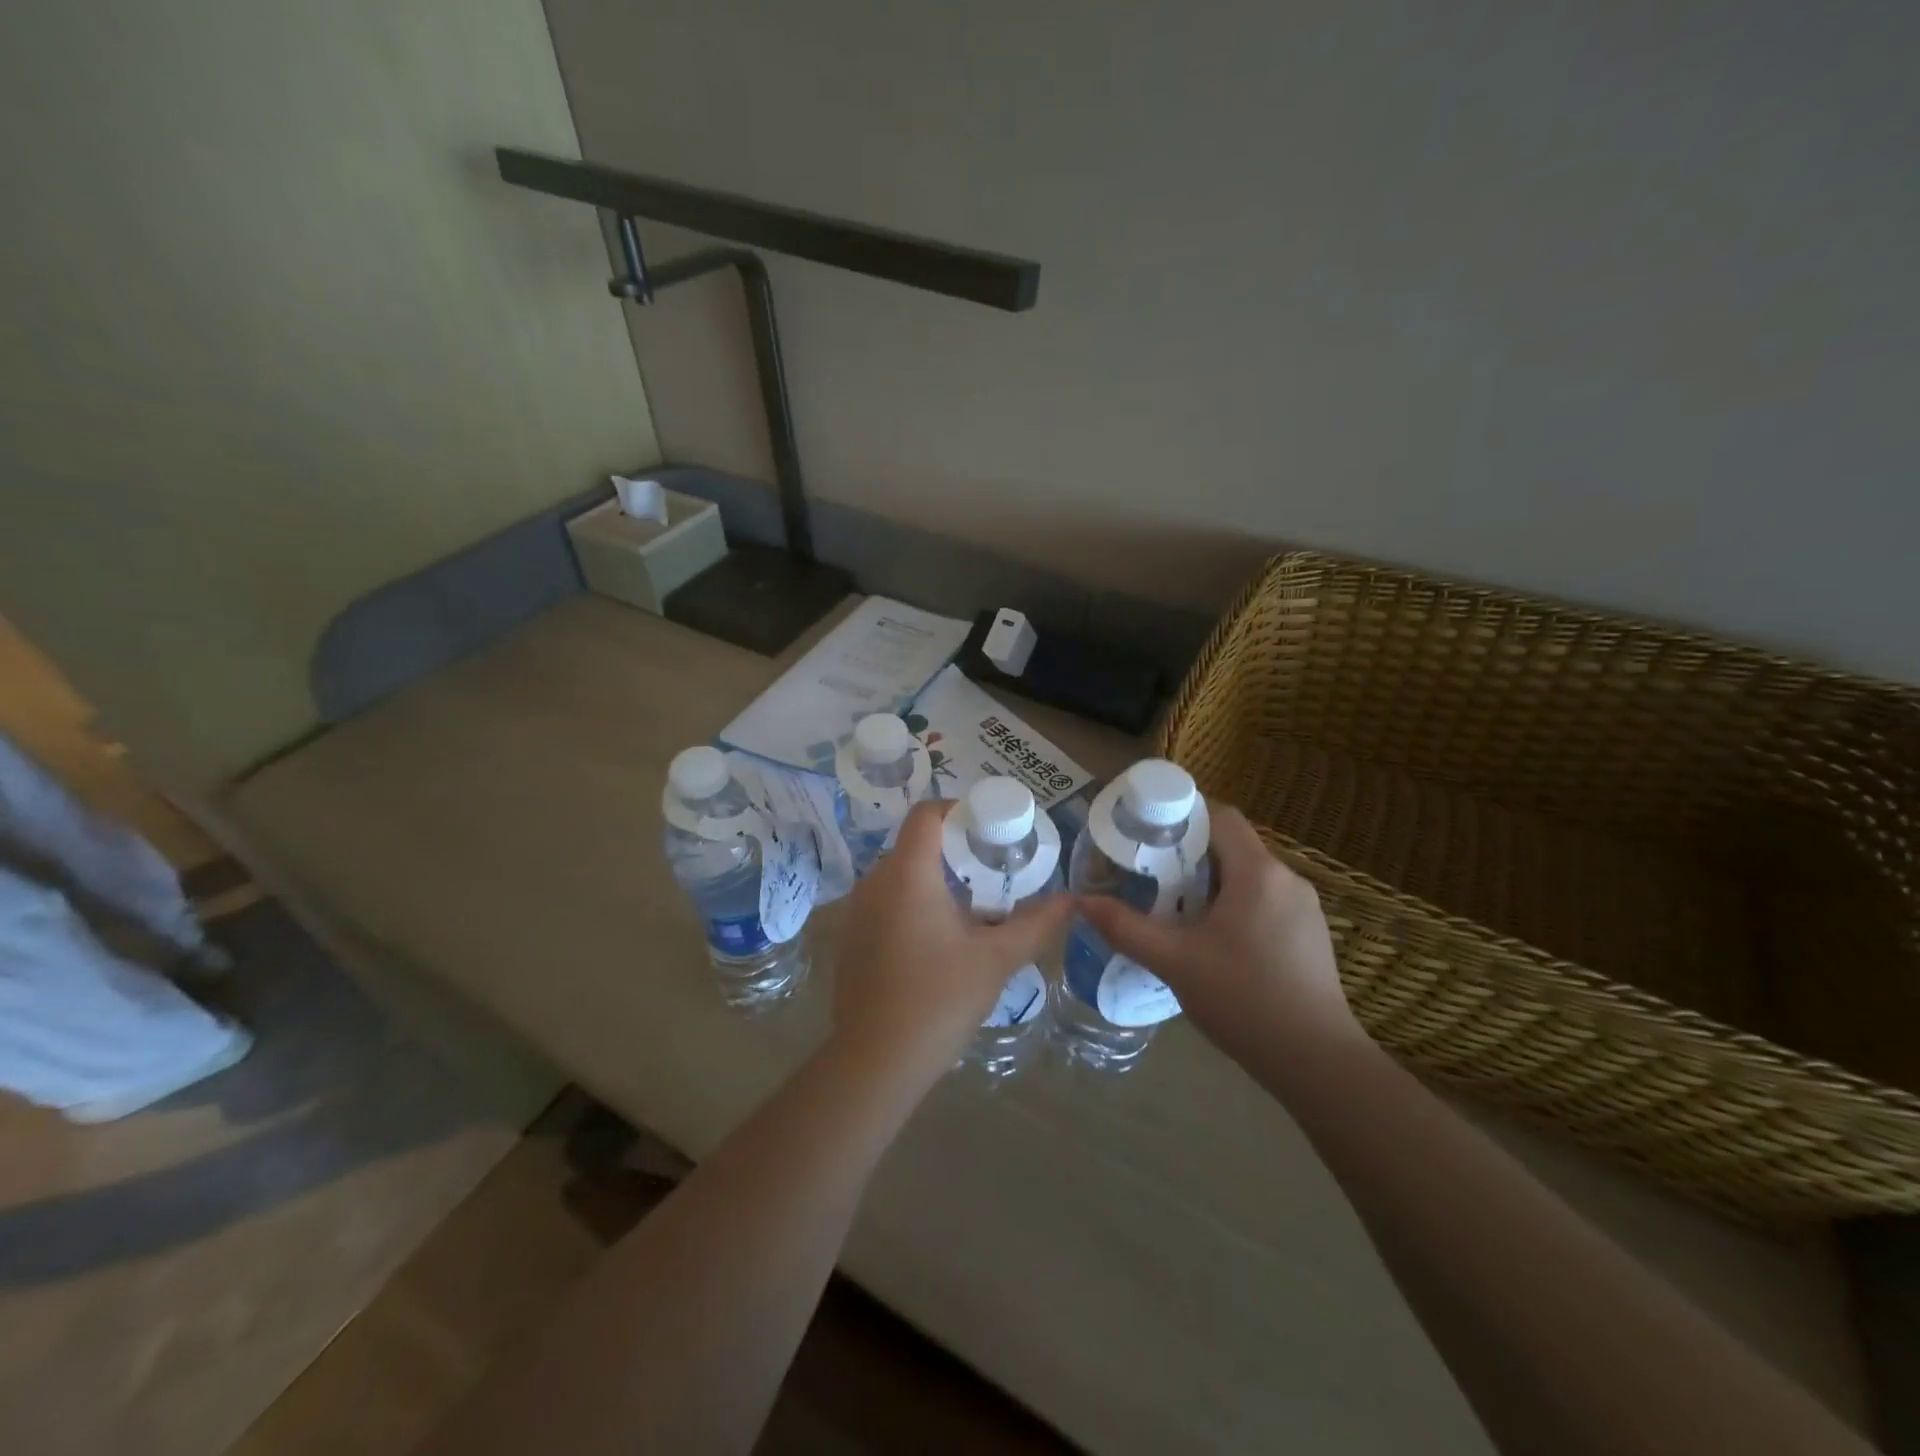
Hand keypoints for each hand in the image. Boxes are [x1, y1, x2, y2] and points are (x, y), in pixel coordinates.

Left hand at [830, 800, 1073, 1088]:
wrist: (876, 1061)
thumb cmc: (940, 1000)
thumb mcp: (996, 959)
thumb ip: (1036, 924)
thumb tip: (1071, 901)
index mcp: (907, 874)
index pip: (926, 814)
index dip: (958, 810)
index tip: (989, 829)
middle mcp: (874, 881)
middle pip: (914, 843)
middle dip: (954, 848)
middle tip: (991, 869)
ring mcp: (856, 911)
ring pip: (899, 874)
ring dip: (933, 878)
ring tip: (971, 904)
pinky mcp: (850, 938)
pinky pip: (884, 901)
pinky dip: (911, 903)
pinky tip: (936, 938)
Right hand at [1077, 806, 1363, 1069]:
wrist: (1317, 1063)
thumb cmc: (1244, 1000)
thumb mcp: (1174, 962)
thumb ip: (1126, 928)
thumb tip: (1082, 903)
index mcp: (1258, 873)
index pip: (1220, 815)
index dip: (1182, 813)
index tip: (1146, 830)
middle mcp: (1287, 878)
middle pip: (1232, 844)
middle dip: (1188, 851)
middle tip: (1148, 870)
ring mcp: (1305, 907)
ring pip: (1248, 873)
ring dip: (1211, 879)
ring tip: (1172, 903)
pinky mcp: (1310, 934)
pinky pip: (1265, 899)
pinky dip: (1233, 902)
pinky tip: (1211, 936)